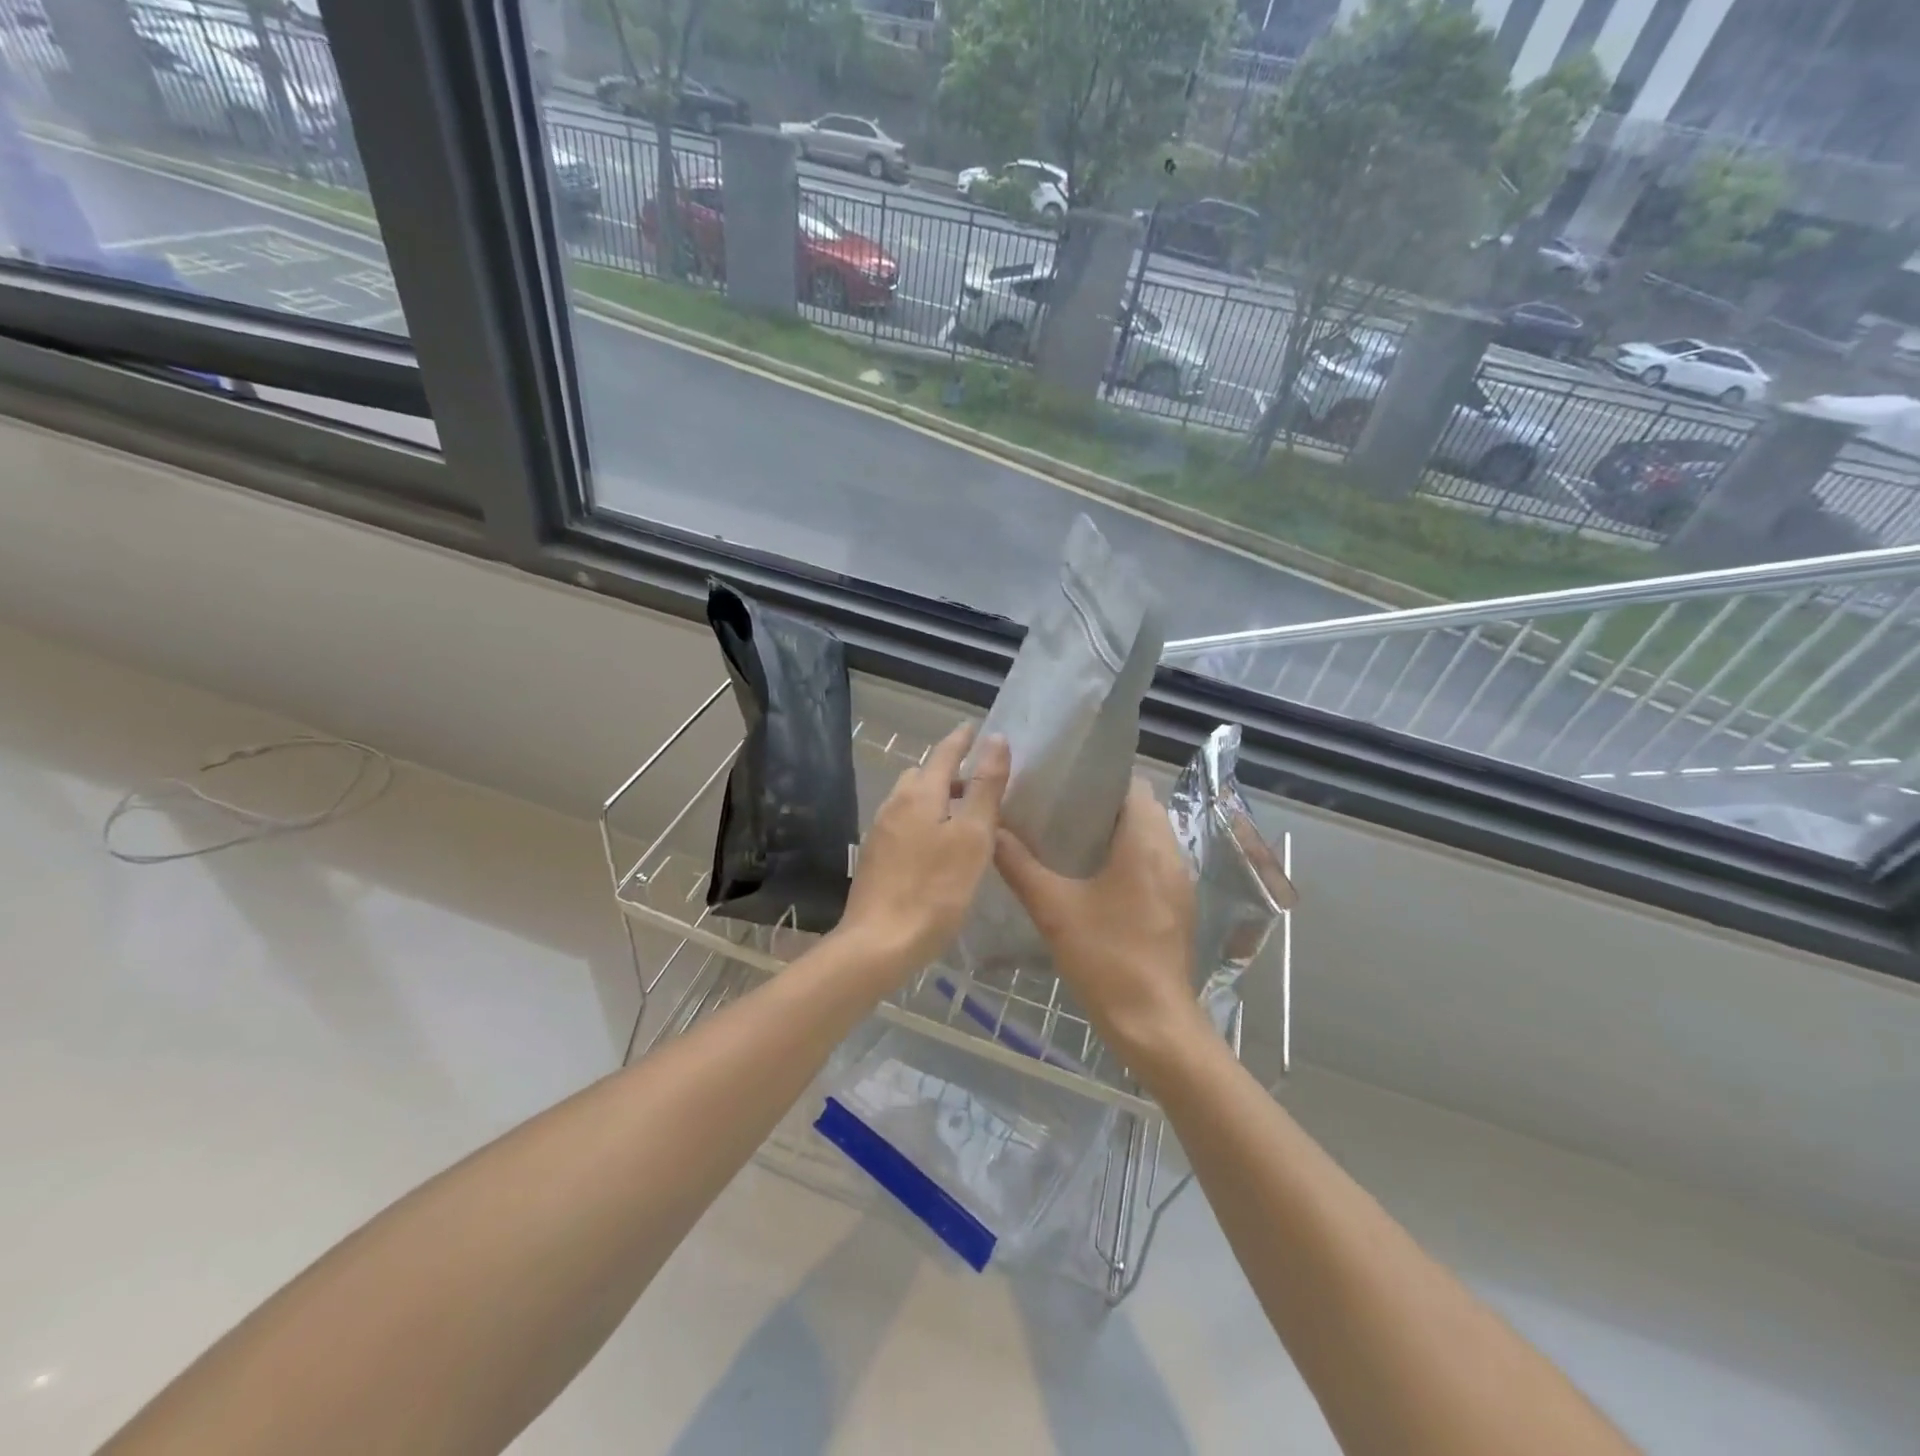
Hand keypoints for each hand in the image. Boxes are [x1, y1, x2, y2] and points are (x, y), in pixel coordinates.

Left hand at [836, 724, 1009, 974]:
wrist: (879, 942)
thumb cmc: (935, 889)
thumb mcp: (972, 837)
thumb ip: (985, 788)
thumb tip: (996, 739)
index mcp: (919, 794)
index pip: (944, 754)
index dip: (962, 740)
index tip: (975, 728)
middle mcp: (894, 805)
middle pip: (923, 776)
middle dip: (949, 772)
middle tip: (978, 783)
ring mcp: (880, 832)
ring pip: (910, 802)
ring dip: (935, 799)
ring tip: (962, 818)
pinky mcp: (875, 858)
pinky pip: (903, 825)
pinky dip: (924, 822)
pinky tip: (937, 849)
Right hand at [993, 777, 1205, 1069]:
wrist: (1154, 1023)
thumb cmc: (1106, 957)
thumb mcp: (1053, 909)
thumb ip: (1019, 866)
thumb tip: (991, 830)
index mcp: (1145, 844)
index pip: (1132, 786)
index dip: (1100, 779)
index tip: (1064, 784)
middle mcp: (1171, 855)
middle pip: (1142, 810)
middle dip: (1105, 806)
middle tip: (1060, 811)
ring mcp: (1179, 883)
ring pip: (1151, 838)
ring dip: (1119, 833)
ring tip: (1072, 841)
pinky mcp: (1179, 907)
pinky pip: (1155, 865)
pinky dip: (1131, 860)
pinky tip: (1096, 880)